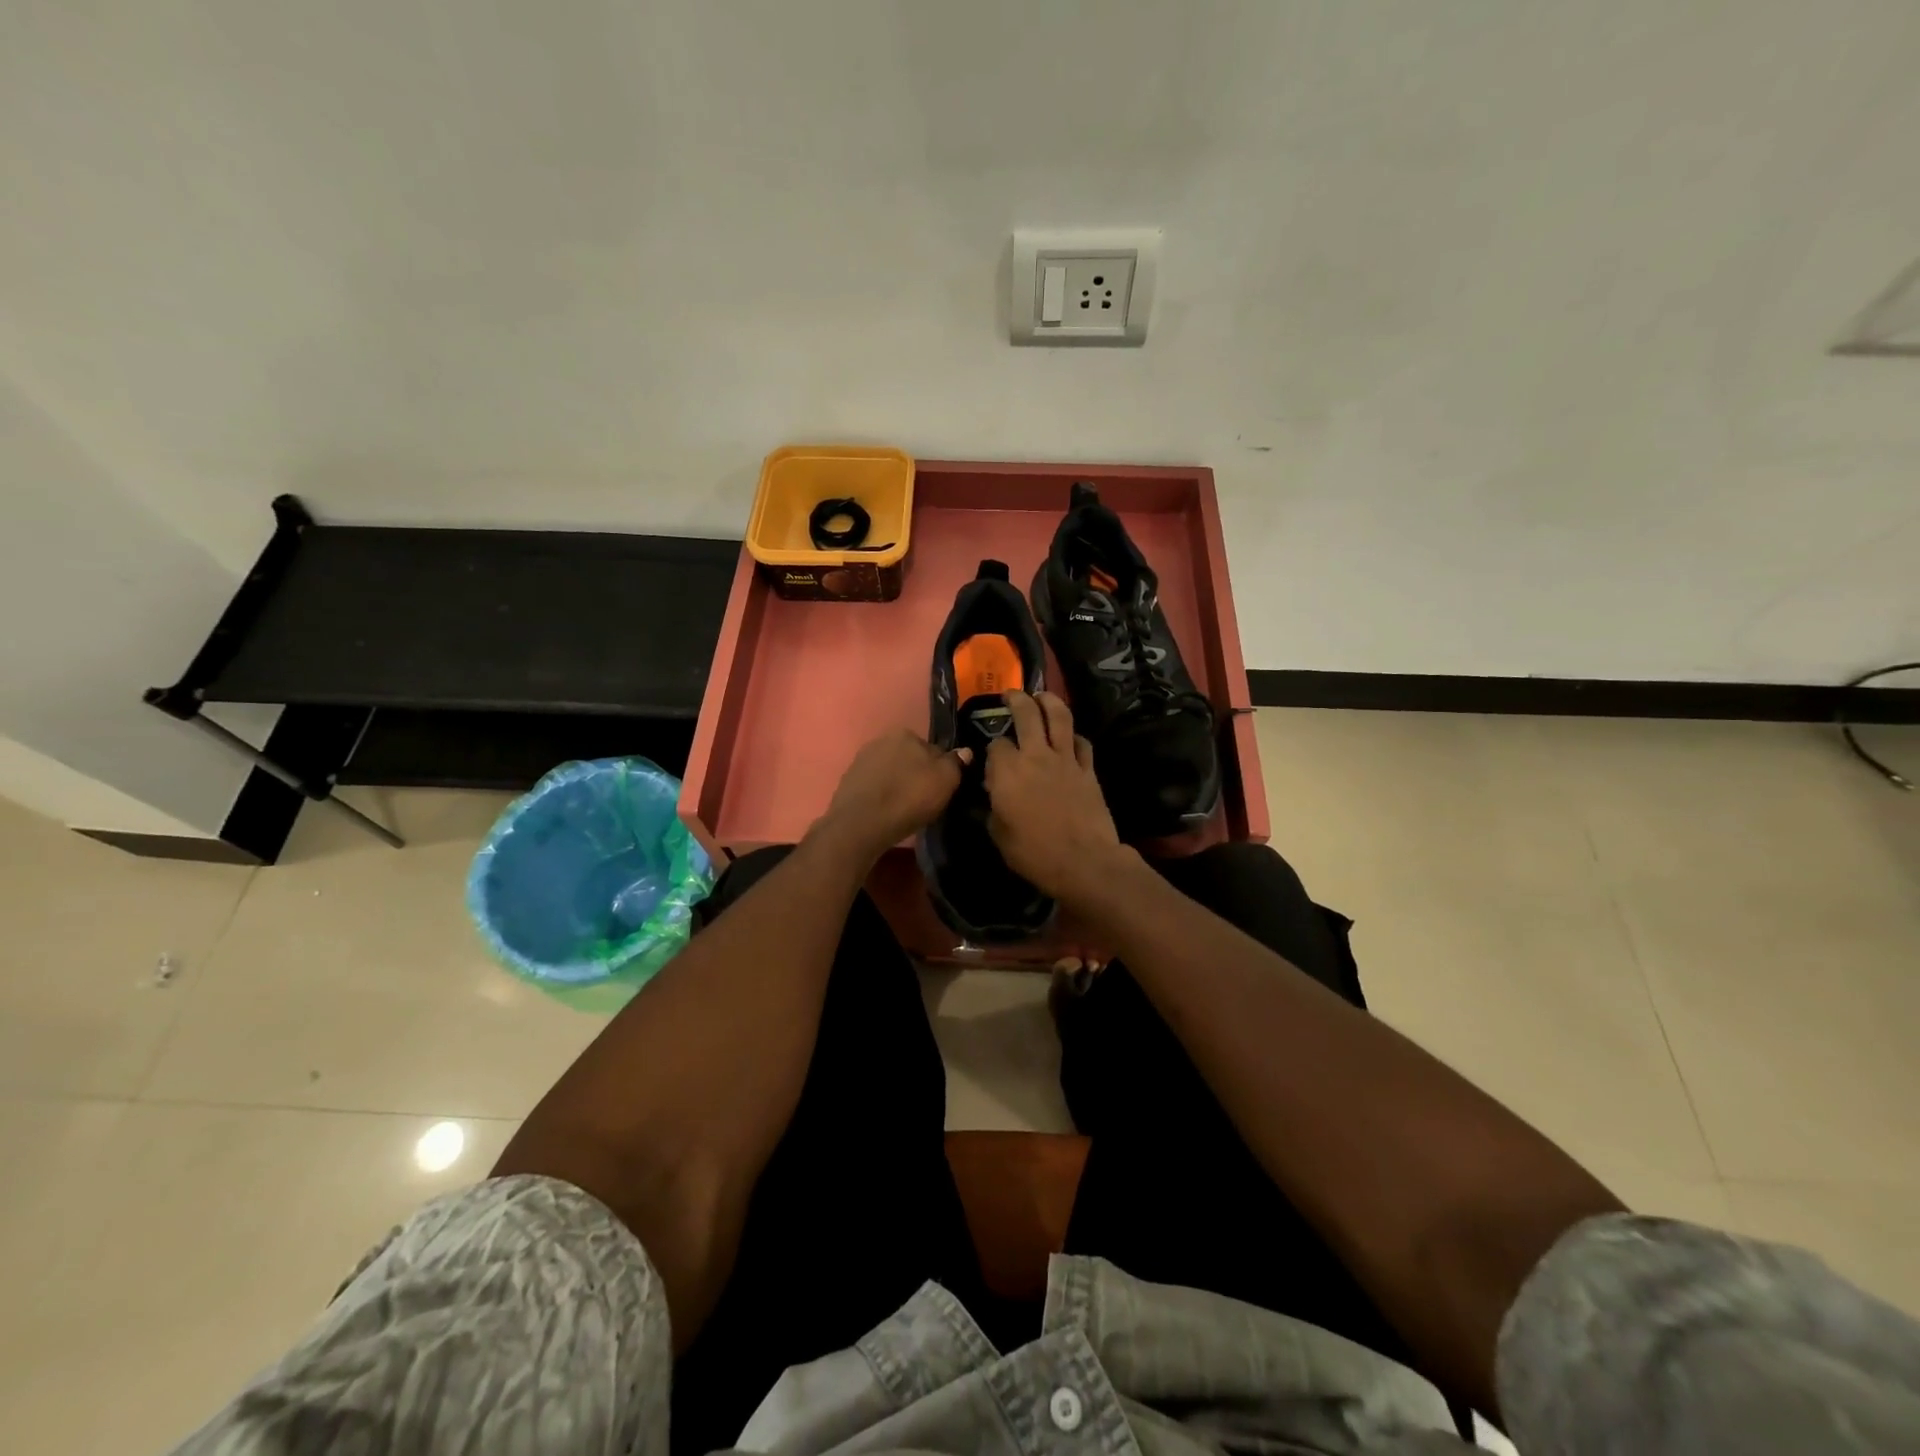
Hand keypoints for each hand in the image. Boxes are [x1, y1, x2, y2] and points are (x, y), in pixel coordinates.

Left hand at [819, 729, 967, 862]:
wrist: (861, 824)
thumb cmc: (908, 798)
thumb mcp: (945, 780)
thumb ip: (956, 763)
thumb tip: (964, 752)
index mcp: (905, 733)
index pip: (932, 749)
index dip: (939, 770)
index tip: (941, 789)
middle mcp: (880, 740)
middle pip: (909, 759)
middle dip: (916, 775)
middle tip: (924, 800)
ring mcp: (861, 760)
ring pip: (890, 772)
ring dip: (898, 785)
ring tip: (904, 809)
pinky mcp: (848, 782)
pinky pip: (874, 786)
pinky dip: (881, 796)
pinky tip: (886, 812)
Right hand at [985, 692, 1128, 902]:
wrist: (1084, 862)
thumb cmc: (1034, 854)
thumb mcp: (999, 835)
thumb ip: (995, 807)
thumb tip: (996, 795)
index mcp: (1007, 771)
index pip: (996, 745)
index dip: (992, 749)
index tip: (992, 759)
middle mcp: (1035, 756)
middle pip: (1026, 714)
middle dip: (1017, 699)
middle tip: (1012, 694)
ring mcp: (1066, 760)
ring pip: (1059, 717)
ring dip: (1049, 701)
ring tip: (1042, 695)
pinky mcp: (1088, 770)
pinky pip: (1082, 743)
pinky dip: (1074, 736)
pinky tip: (1070, 737)